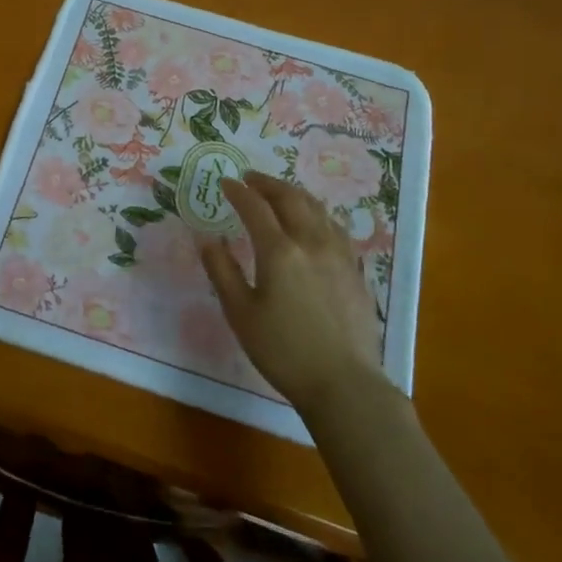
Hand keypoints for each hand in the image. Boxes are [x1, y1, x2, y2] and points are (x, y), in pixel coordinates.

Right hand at [198, 172, 386, 405]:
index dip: (238, 192)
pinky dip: (317, 213)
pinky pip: (334, 227)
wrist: (344, 383)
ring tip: (279, 193)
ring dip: (294, 194)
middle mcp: (311, 242)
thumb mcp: (240, 313)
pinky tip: (314, 222)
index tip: (225, 182)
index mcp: (279, 251)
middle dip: (268, 184)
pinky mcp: (355, 270)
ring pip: (317, 209)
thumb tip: (206, 238)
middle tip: (250, 179)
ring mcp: (339, 254)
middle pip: (290, 198)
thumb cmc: (283, 350)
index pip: (255, 208)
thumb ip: (222, 271)